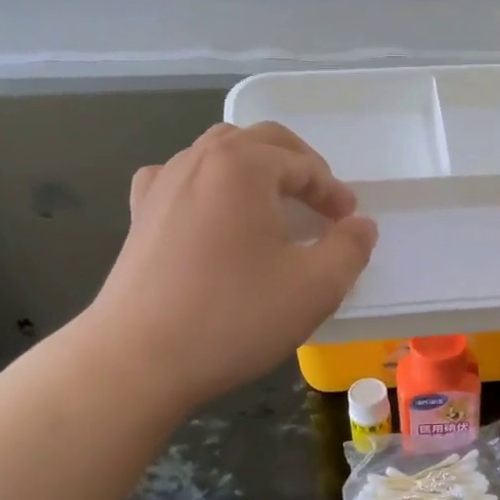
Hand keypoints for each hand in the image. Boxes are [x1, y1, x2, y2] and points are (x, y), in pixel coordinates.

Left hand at [83, 122, 377, 410]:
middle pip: (260, 141)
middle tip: (321, 201)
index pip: (303, 164)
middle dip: (298, 165)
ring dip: (255, 169)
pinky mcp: (140, 215)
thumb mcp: (315, 287)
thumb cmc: (234, 316)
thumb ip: (350, 248)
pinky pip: (181, 178)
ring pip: (218, 153)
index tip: (348, 222)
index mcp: (243, 166)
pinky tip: (213, 211)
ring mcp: (162, 185)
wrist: (138, 359)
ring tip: (273, 204)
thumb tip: (360, 226)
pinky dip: (209, 184)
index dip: (333, 191)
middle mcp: (199, 161)